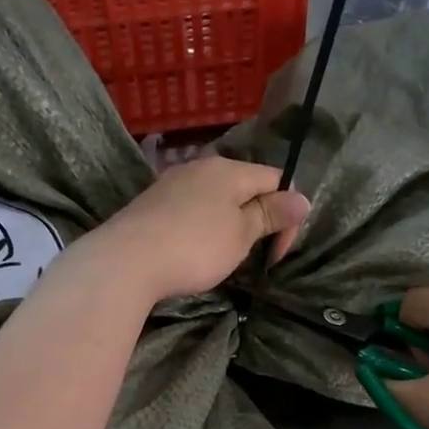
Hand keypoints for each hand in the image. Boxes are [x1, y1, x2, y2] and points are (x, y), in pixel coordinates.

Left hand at [79, 158, 308, 303]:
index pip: (275, 179)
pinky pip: (191, 211)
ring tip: (222, 258)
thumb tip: (302, 198)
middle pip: (244, 188)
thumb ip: (271, 214)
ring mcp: (172, 184)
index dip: (286, 214)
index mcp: (229, 169)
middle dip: (256, 220)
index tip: (277, 252)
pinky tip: (193, 252)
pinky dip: (202, 229)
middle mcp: (200, 167)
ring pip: (216, 200)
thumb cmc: (194, 246)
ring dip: (229, 226)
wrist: (126, 261)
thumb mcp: (241, 234)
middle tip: (252, 257)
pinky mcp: (152, 205)